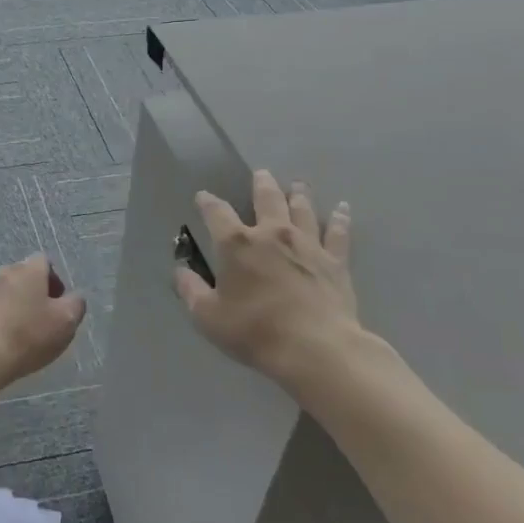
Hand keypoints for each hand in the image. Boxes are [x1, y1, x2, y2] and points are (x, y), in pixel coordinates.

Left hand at [0, 255, 86, 391]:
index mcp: (29, 269)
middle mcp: (4, 271)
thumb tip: (74, 297)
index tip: (59, 305)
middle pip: (25, 276)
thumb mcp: (66, 321)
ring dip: (17, 306)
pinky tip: (5, 340)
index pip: (45, 261)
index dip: (55, 281)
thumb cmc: (28, 335)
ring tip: (23, 333)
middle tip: (44, 320)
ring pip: (7, 292)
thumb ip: (76, 304)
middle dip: (36, 293)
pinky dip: (1, 318)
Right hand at [174, 170, 363, 391]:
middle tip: (261, 174)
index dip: (207, 202)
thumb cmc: (254, 331)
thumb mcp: (208, 317)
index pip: (216, 213)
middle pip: (266, 199)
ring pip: (302, 209)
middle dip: (261, 185)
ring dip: (298, 194)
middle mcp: (272, 233)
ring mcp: (307, 244)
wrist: (315, 348)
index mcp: (236, 244)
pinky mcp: (334, 260)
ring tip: (297, 184)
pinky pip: (338, 233)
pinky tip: (343, 208)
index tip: (203, 196)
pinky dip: (340, 219)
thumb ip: (191, 291)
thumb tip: (180, 272)